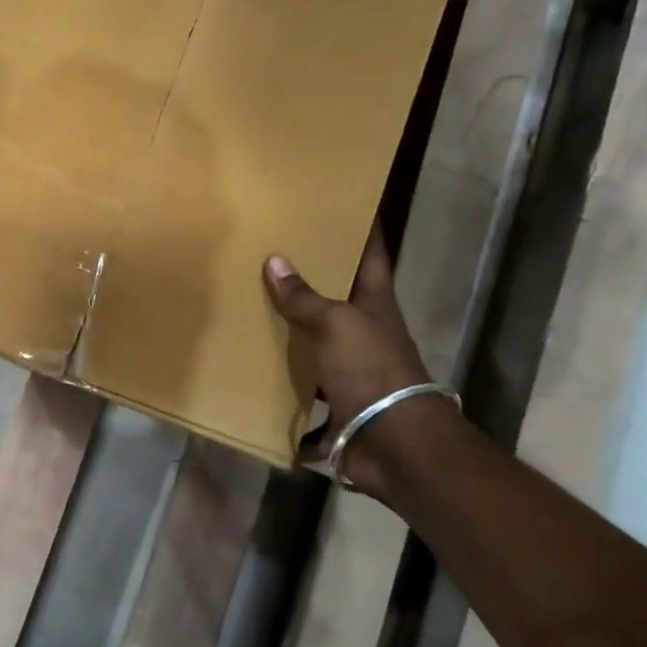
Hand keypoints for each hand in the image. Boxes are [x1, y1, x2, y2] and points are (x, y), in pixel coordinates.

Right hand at [263, 232, 431, 454]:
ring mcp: (351, 368)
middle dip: (312, 275)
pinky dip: (282, 381)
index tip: (346, 202)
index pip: (371, 253)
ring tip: (252, 304)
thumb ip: (304, 297)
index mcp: (375, 303)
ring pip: (317, 339)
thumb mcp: (336, 324)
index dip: (363, 227)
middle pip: (339, 295)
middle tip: (275, 249)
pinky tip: (252, 367)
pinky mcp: (335, 401)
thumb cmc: (372, 369)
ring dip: (292, 328)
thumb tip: (274, 261)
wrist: (394, 444)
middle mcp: (365, 331)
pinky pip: (302, 385)